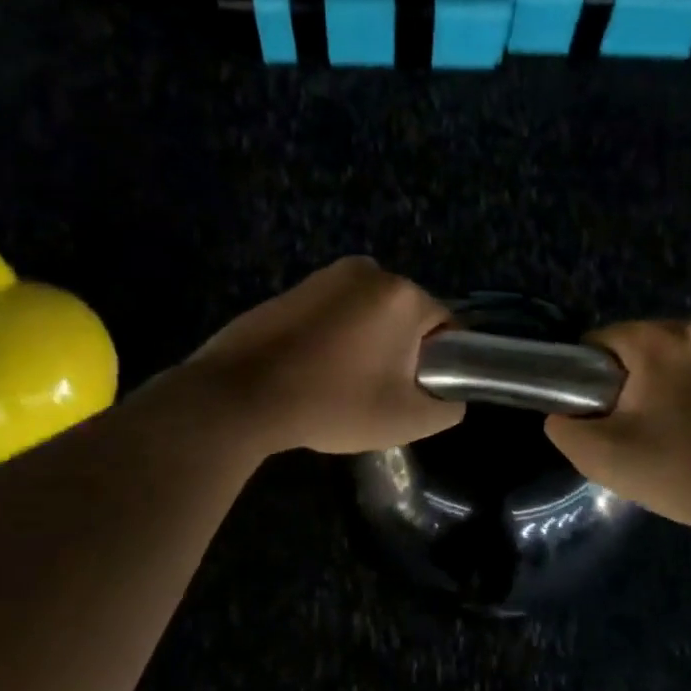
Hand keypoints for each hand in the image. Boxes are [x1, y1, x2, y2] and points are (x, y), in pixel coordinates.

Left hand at [182, 258, 463, 455]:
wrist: (240, 396)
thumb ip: (447, 407)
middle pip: (406, 316)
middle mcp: (369, 270)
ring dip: (367, 342)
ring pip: (370, 313)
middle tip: (378, 391)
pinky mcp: (294, 288)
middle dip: (400, 349)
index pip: (446, 325)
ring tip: (342, 383)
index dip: (439, 361)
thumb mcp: (406, 420)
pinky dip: (335, 336)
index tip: (414, 390)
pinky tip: (314, 369)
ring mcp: (326, 276)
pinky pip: (335, 312)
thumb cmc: (333, 402)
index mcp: (402, 294)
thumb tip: (450, 395)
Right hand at [545, 319, 690, 532]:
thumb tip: (564, 412)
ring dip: (658, 383)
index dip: (589, 379)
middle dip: (626, 380)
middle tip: (633, 428)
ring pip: (667, 355)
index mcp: (658, 338)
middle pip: (635, 346)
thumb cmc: (677, 471)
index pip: (599, 343)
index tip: (601, 416)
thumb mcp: (599, 455)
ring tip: (665, 429)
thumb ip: (562, 425)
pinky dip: (688, 386)